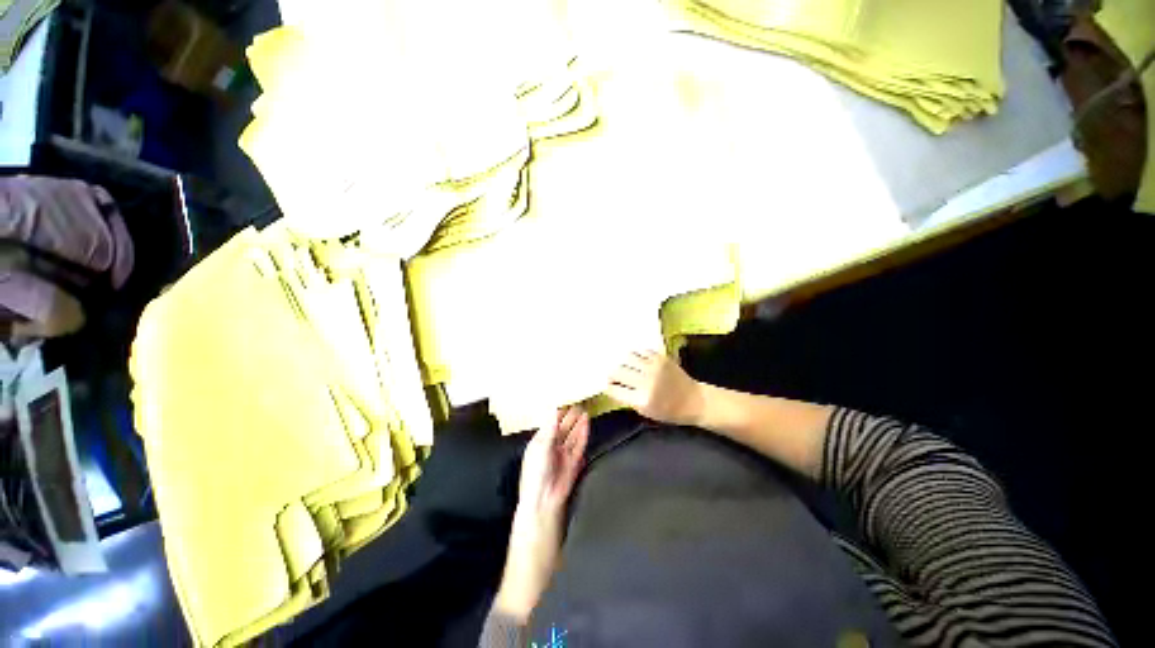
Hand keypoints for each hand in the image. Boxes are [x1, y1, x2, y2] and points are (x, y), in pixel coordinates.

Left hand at [496, 406, 589, 622]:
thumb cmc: (536, 474)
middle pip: (562, 428)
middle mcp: (551, 447)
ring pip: (572, 435)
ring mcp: (563, 455)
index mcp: (539, 443)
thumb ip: (549, 428)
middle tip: (578, 400)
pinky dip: (583, 433)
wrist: (543, 504)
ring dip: (577, 422)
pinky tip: (587, 422)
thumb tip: (553, 407)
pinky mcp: (574, 463)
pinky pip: (579, 444)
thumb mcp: (540, 448)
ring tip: (584, 407)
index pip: (549, 423)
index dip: (557, 411)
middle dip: (569, 415)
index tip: (564, 397)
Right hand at [606, 350, 704, 425]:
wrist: (694, 400)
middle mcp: (645, 381)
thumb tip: (613, 387)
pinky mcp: (660, 358)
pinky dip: (635, 356)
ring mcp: (653, 367)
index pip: (614, 389)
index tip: (608, 386)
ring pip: (627, 358)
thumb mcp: (646, 412)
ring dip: (623, 363)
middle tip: (613, 376)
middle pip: (617, 371)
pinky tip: (636, 361)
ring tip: (625, 367)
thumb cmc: (669, 411)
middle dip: (612, 374)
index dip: (608, 387)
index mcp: (641, 399)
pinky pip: (640, 351)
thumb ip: (628, 399)